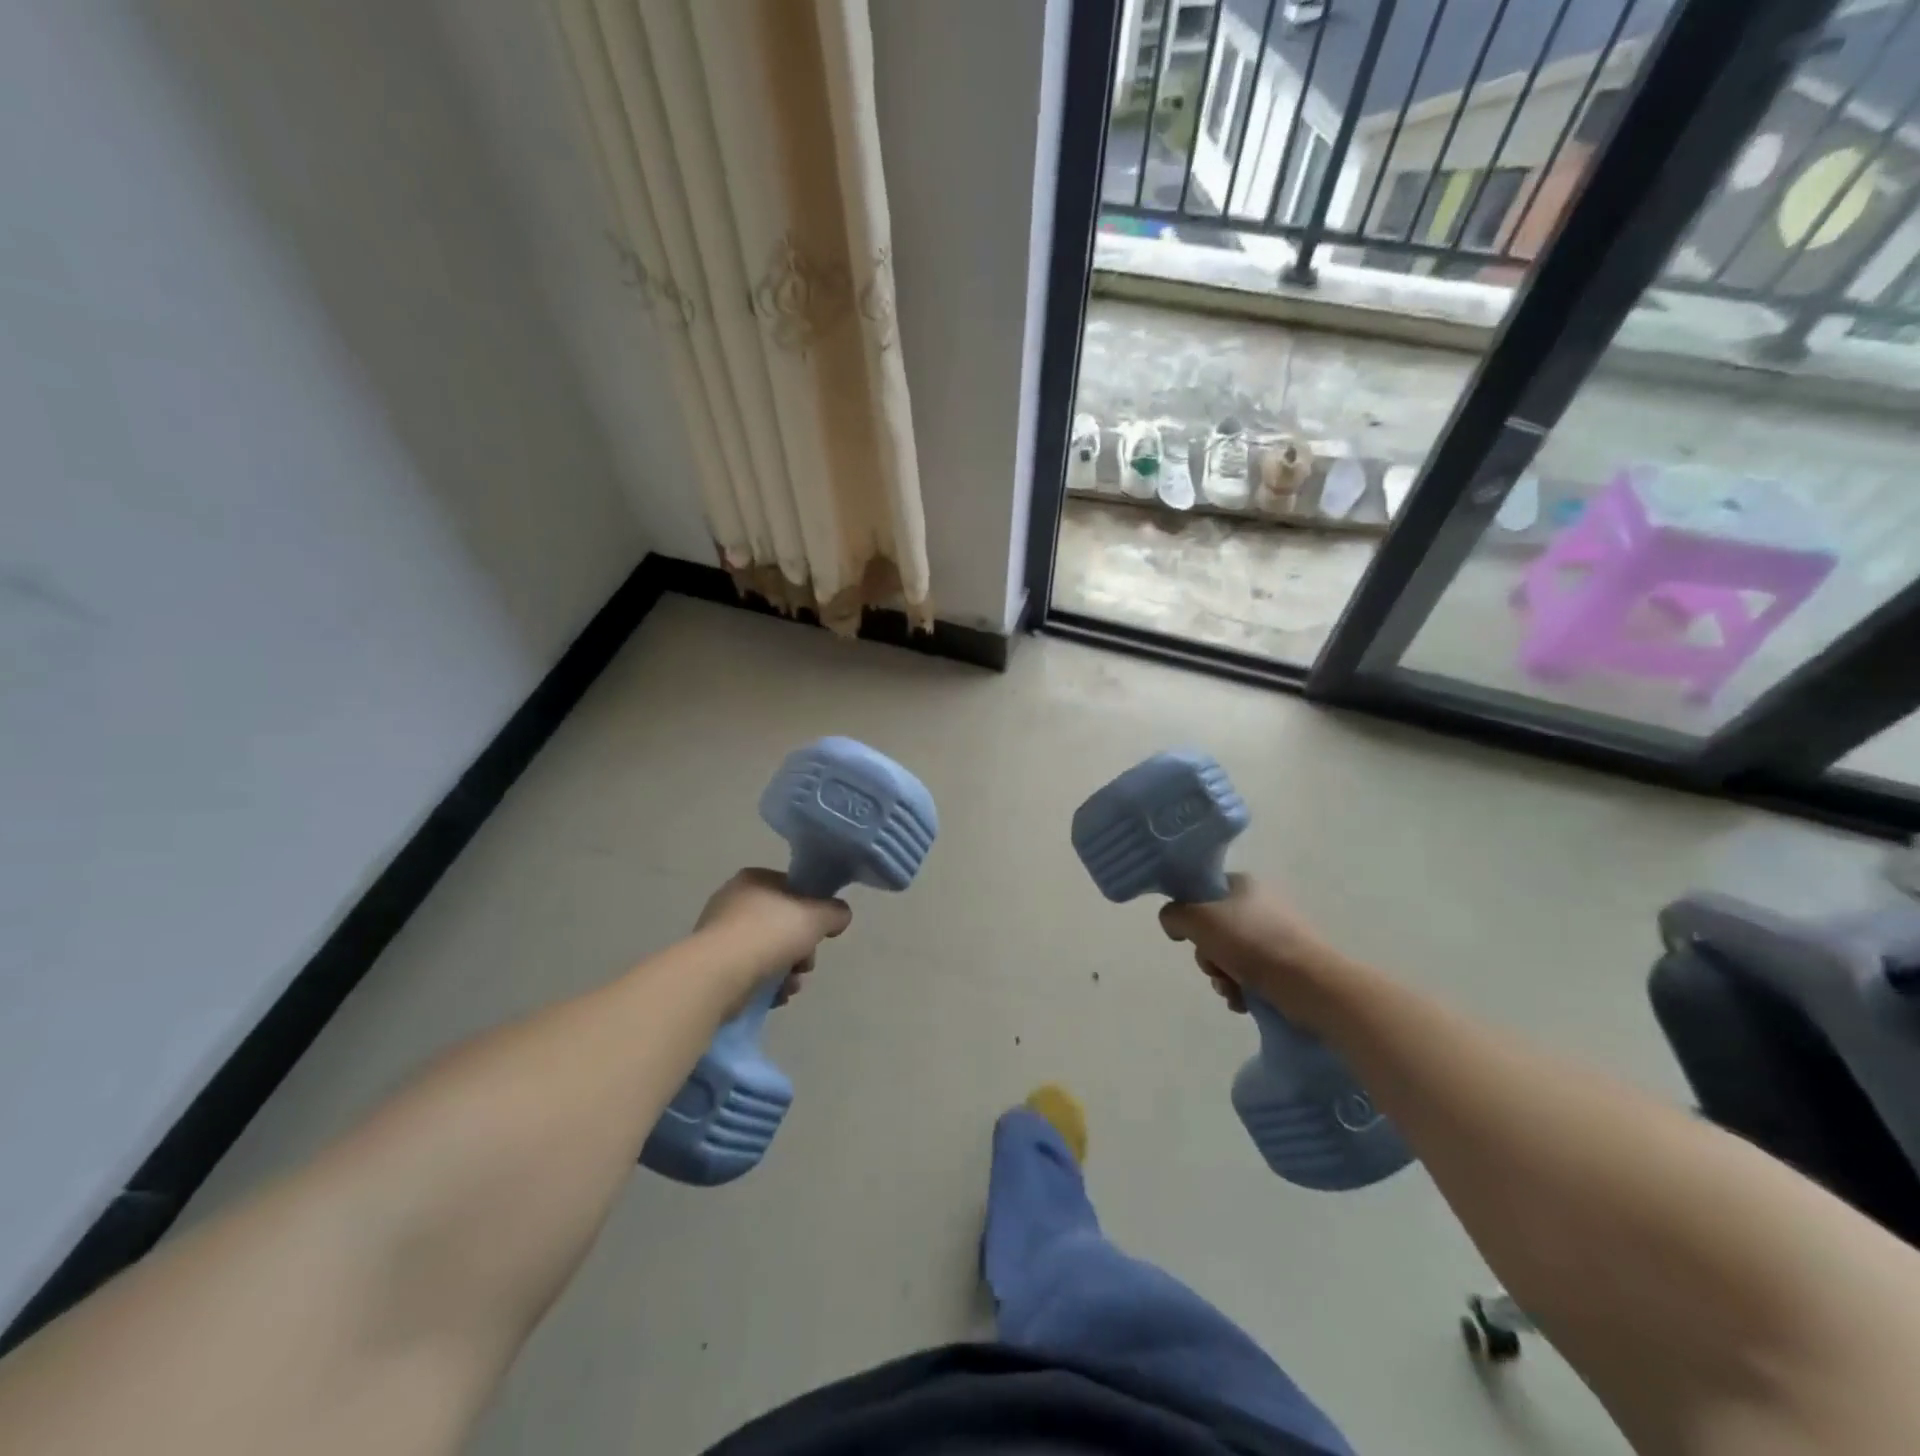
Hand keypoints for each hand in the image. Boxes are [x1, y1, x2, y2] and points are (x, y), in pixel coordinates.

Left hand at [695, 868, 850, 1008]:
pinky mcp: (713, 967)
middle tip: (805, 963)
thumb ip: (835, 912)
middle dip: (802, 948)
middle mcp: (734, 901)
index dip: (812, 909)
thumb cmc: (768, 934)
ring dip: (788, 970)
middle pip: (783, 923)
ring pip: (769, 951)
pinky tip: (776, 996)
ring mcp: (720, 935)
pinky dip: (767, 984)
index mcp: (755, 880)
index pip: (793, 888)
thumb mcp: (816, 916)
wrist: (717, 975)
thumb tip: (840, 916)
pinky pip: (751, 972)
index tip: (820, 931)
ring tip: (791, 985)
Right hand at [1158, 873, 1343, 1022]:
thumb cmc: (1251, 943)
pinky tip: (1244, 1001)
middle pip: (1213, 928)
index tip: (1189, 936)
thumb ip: (1173, 915)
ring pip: (1229, 955)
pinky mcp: (1288, 963)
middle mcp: (1261, 904)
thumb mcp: (1198, 920)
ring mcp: (1277, 934)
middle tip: (1214, 968)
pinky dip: (1242, 989)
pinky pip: (1251, 973)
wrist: (1311, 984)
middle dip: (1207, 955)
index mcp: (1243, 884)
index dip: (1189, 915)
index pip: (1202, 892)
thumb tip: (1173, 923)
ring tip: (1231, 991)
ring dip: (1222, 976)